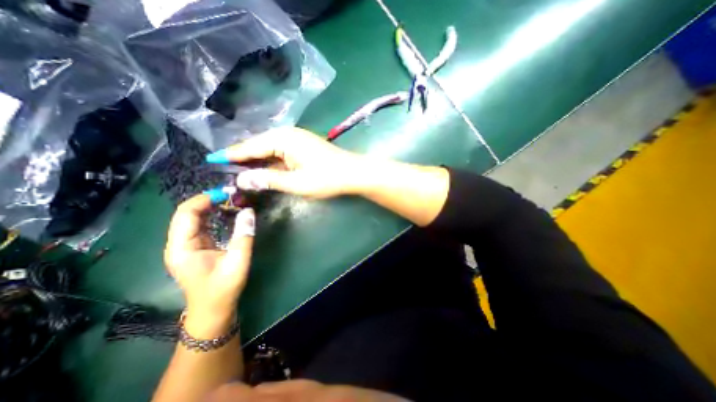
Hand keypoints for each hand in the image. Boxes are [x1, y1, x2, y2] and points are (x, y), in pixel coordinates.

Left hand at [163, 195, 255, 339]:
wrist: (213, 309)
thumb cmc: (223, 288)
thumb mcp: (237, 262)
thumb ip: (243, 235)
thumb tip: (248, 211)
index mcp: (182, 247)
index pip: (186, 213)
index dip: (205, 199)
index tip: (228, 194)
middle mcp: (178, 244)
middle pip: (187, 213)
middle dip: (209, 200)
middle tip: (233, 195)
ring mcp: (186, 245)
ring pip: (193, 217)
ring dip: (211, 206)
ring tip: (232, 200)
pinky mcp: (195, 247)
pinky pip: (200, 224)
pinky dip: (213, 214)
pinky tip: (226, 212)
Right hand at [206, 125, 364, 197]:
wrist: (353, 173)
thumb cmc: (327, 178)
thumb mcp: (296, 183)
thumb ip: (268, 180)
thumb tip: (242, 179)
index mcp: (283, 139)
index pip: (250, 147)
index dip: (230, 155)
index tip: (211, 160)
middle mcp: (287, 135)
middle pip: (258, 146)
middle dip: (242, 158)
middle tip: (223, 171)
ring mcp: (296, 140)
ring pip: (269, 150)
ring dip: (256, 161)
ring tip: (238, 172)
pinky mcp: (303, 147)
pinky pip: (280, 153)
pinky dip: (270, 162)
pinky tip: (263, 170)